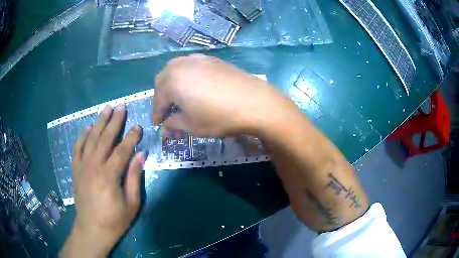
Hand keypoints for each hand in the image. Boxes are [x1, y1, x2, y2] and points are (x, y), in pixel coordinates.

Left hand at [60, 104, 144, 257]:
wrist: (92, 230)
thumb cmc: (114, 220)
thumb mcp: (131, 204)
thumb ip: (135, 178)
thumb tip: (141, 155)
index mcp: (109, 176)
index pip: (122, 150)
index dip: (131, 137)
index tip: (138, 126)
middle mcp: (94, 167)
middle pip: (105, 139)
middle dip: (114, 121)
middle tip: (121, 106)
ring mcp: (82, 167)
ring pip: (91, 139)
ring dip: (99, 122)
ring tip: (106, 109)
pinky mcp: (76, 170)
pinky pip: (77, 148)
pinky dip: (82, 136)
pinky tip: (87, 127)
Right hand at [152, 54, 299, 136]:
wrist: (255, 102)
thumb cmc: (220, 117)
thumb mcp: (193, 126)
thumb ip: (174, 124)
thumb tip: (164, 127)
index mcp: (173, 82)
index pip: (158, 99)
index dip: (156, 113)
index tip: (157, 124)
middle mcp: (182, 65)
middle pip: (163, 79)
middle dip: (161, 95)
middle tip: (165, 110)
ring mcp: (198, 59)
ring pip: (175, 68)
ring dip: (171, 82)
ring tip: (177, 96)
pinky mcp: (212, 59)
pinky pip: (190, 64)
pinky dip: (185, 74)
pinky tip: (193, 84)